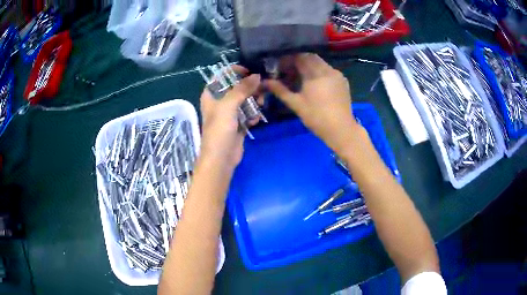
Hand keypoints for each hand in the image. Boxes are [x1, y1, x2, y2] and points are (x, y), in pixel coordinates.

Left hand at [199, 68, 260, 169]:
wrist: (221, 158)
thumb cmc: (220, 129)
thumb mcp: (229, 105)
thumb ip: (242, 88)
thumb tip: (257, 75)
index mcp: (211, 95)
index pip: (221, 76)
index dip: (234, 71)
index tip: (249, 71)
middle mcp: (219, 102)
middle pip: (236, 87)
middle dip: (249, 87)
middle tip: (261, 89)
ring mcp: (229, 114)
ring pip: (244, 100)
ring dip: (254, 101)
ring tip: (261, 104)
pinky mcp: (238, 124)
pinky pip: (248, 113)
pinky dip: (253, 114)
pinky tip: (256, 120)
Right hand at [265, 53, 361, 155]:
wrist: (341, 130)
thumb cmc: (317, 118)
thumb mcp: (296, 104)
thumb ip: (280, 90)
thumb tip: (265, 82)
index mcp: (315, 73)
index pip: (299, 57)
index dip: (287, 59)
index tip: (279, 67)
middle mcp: (327, 69)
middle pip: (310, 57)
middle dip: (297, 61)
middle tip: (288, 71)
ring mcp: (337, 74)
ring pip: (319, 63)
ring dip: (308, 66)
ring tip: (299, 78)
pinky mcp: (342, 81)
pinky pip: (327, 70)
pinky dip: (318, 72)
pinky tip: (313, 83)